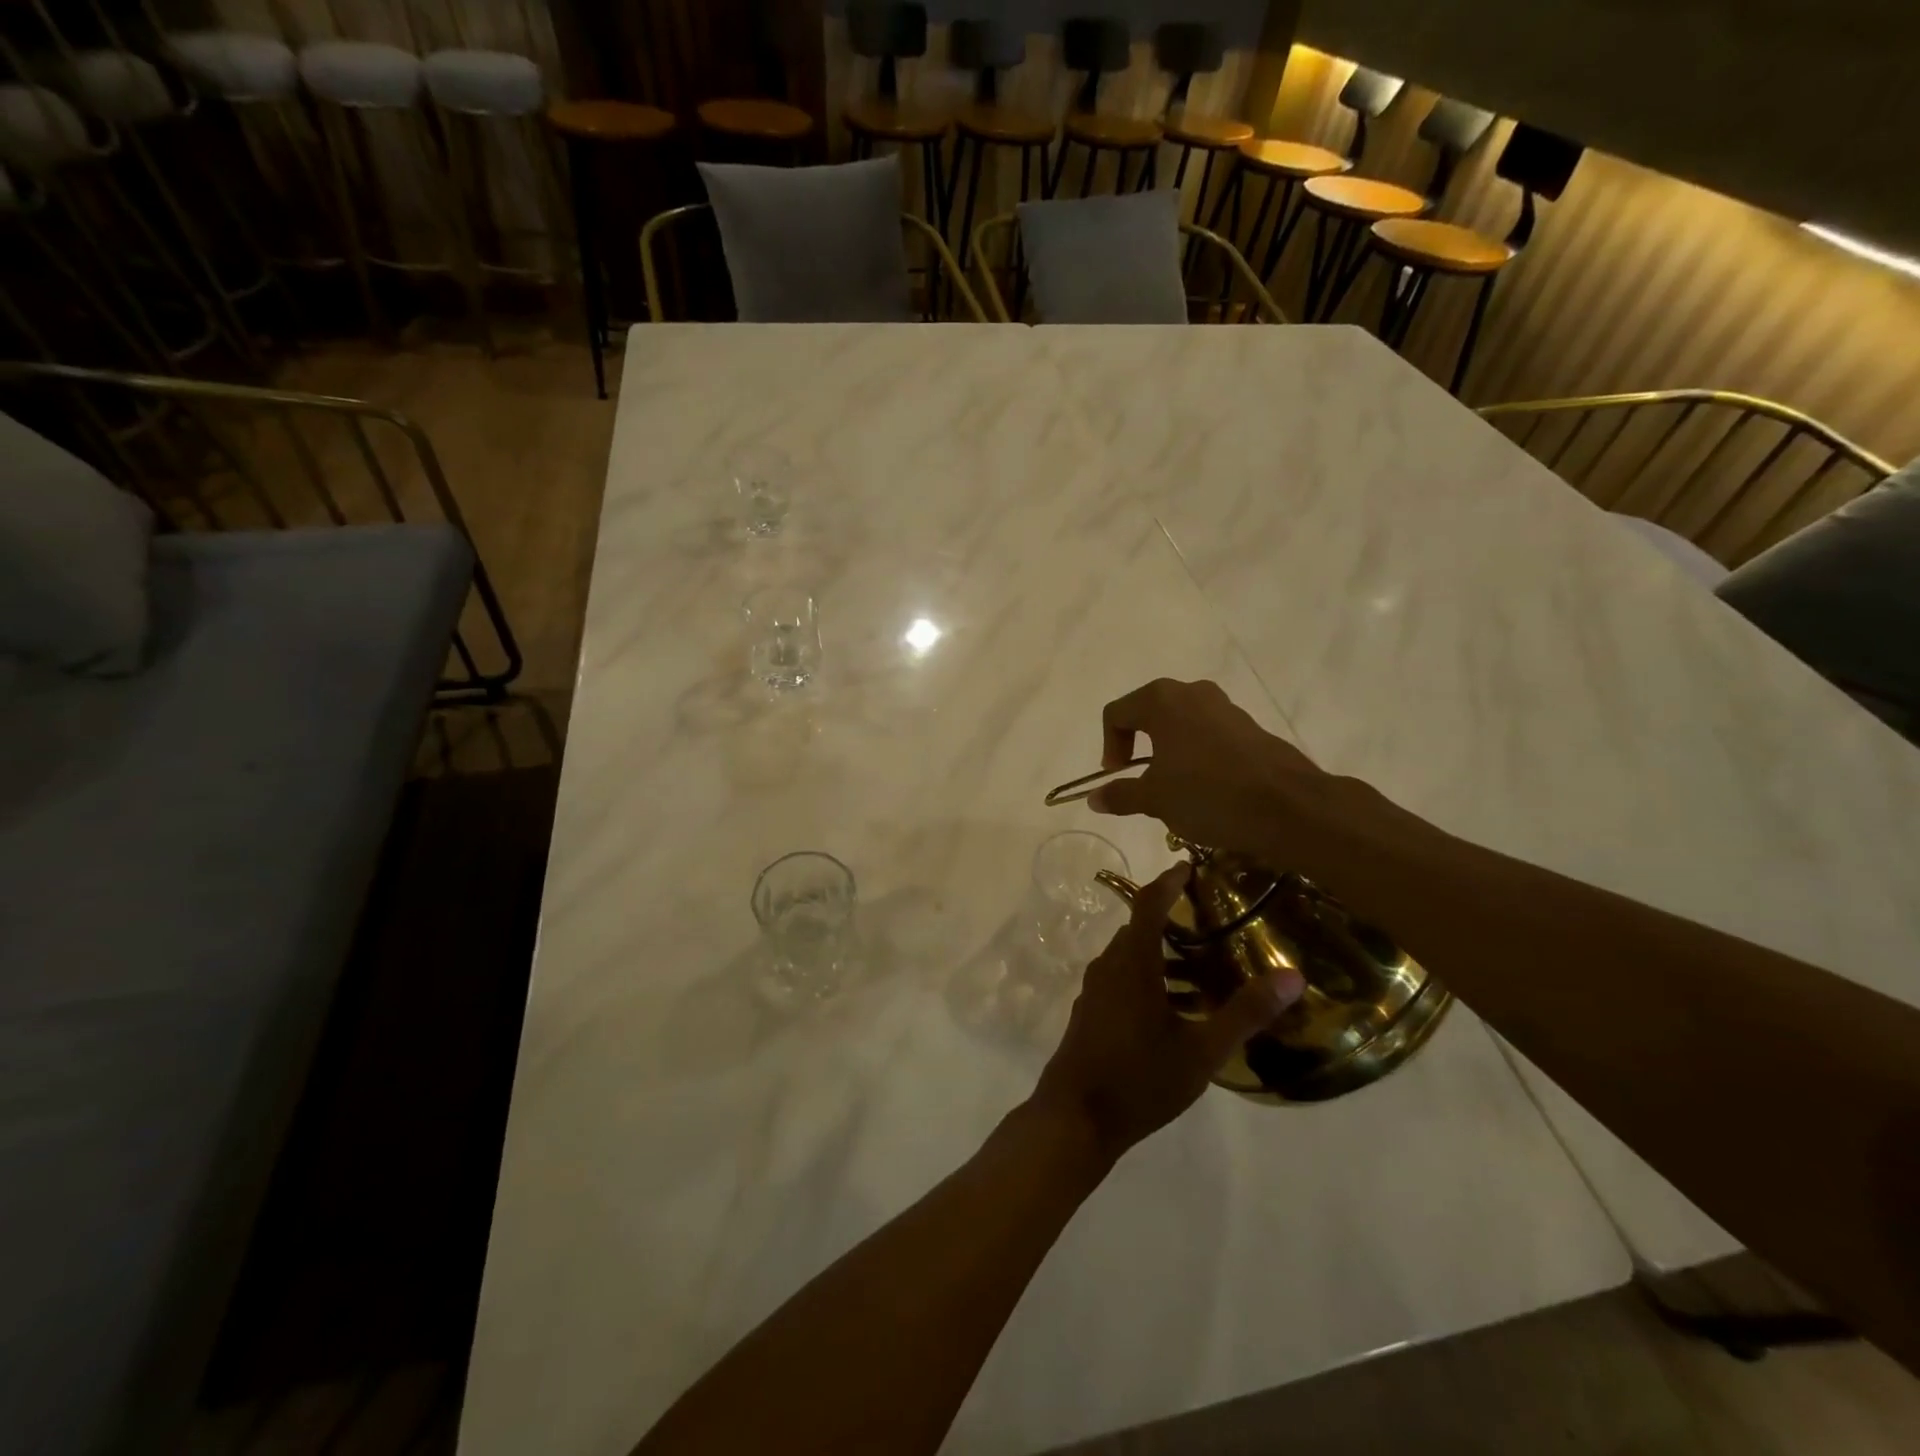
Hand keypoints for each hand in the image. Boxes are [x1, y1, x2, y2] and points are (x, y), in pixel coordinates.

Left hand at [1030, 864, 1304, 1161]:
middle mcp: (1109, 967)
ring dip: (1165, 956)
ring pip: (1133, 958)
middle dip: (1174, 921)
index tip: (1190, 865)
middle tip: (1214, 922)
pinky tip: (1180, 1009)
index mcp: (1132, 963)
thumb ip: (1245, 1012)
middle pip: (1140, 930)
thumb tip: (1292, 976)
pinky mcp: (1092, 1013)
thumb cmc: (1140, 1078)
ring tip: (1207, 970)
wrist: (1076, 1118)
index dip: (1169, 882)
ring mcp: (1096, 991)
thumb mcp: (1201, 1049)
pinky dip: (1152, 979)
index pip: (1148, 904)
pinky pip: (1124, 980)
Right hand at [1090, 678, 1329, 856]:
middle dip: (1137, 745)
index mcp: (1161, 701)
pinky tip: (1206, 787)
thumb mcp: (1155, 800)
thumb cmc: (1209, 795)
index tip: (1116, 777)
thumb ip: (1121, 795)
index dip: (1109, 746)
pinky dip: (1196, 753)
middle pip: (1148, 712)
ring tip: (1173, 786)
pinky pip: (1208, 733)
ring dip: (1168, 750)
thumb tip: (1094, 798)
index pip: (1116, 714)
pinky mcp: (1249, 725)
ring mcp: (1225, 706)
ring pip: (1181, 722)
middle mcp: (1192, 693)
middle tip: (1139, 779)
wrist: (1289, 806)